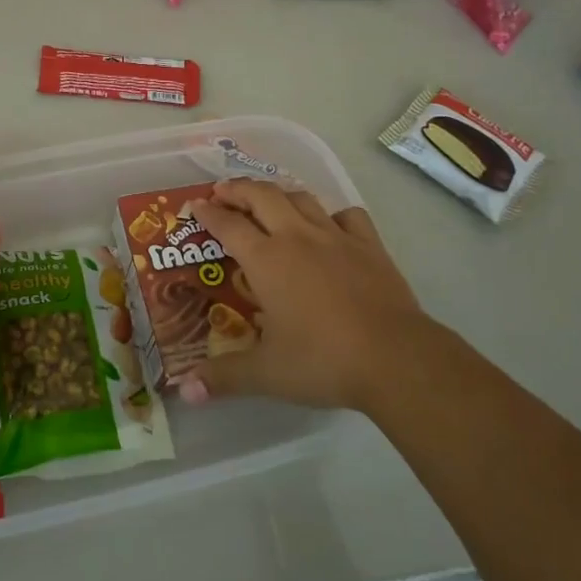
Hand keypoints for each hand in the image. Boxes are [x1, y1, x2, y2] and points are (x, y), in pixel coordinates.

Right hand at [176, 179, 433, 413]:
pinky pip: (347, 215)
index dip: (207, 213)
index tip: (194, 205)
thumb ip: (223, 377)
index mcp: (266, 260)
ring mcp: (336, 237)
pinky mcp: (370, 246)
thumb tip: (185, 391)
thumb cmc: (323, 361)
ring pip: (301, 198)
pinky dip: (331, 214)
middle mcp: (297, 237)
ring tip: (268, 202)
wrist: (396, 358)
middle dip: (238, 189)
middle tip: (223, 192)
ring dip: (279, 194)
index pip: (228, 225)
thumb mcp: (266, 374)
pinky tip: (328, 226)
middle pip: (262, 195)